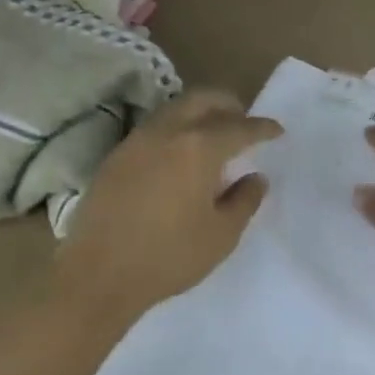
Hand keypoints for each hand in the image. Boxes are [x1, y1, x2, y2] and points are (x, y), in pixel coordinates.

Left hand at [53, 91, 280, 318]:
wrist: (97, 274)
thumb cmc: (168, 257)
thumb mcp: (221, 235)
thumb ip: (244, 201)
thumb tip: (255, 178)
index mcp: (199, 148)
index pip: (240, 127)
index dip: (262, 128)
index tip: (277, 131)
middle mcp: (167, 132)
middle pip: (203, 99)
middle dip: (229, 104)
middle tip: (244, 121)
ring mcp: (136, 141)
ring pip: (175, 108)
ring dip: (200, 112)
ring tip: (213, 136)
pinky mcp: (116, 156)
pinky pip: (154, 127)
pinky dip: (176, 128)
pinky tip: (180, 154)